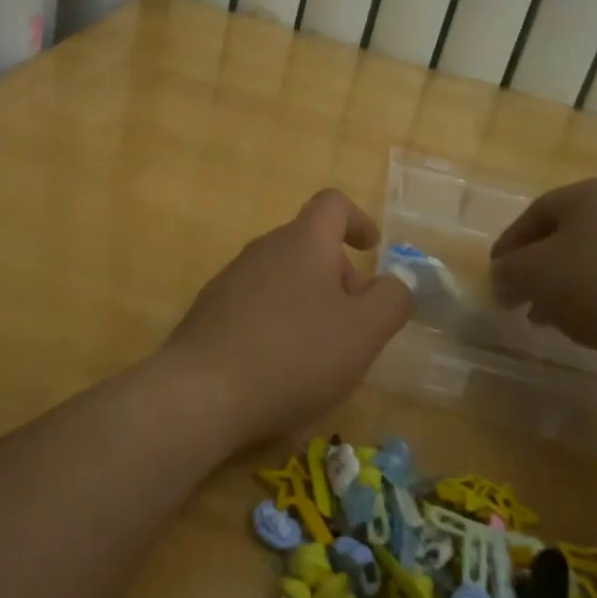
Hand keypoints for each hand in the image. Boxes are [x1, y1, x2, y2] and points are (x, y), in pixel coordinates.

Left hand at [165, 190, 412, 447]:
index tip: (372, 250)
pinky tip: (279, 365)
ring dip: (309, 300)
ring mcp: (230, 279)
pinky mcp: (209, 311)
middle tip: (353, 321)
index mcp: (302, 243)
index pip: (332, 204)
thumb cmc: (294, 355)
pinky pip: (256, 303)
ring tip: (319, 350)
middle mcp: (263, 250)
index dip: (358, 220)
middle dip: (339, 274)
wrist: (201, 393)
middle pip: (309, 244)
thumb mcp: (363, 333)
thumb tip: (395, 283)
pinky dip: (278, 320)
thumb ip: (391, 301)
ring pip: (282, 276)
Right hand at [489, 177, 596, 362]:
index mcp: (593, 192)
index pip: (536, 213)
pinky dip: (596, 293)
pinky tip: (584, 321)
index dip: (509, 244)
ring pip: (593, 257)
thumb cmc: (594, 285)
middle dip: (537, 266)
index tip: (494, 274)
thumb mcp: (532, 274)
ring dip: (564, 283)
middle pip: (566, 234)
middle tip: (518, 295)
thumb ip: (508, 270)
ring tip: (546, 316)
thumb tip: (502, 276)